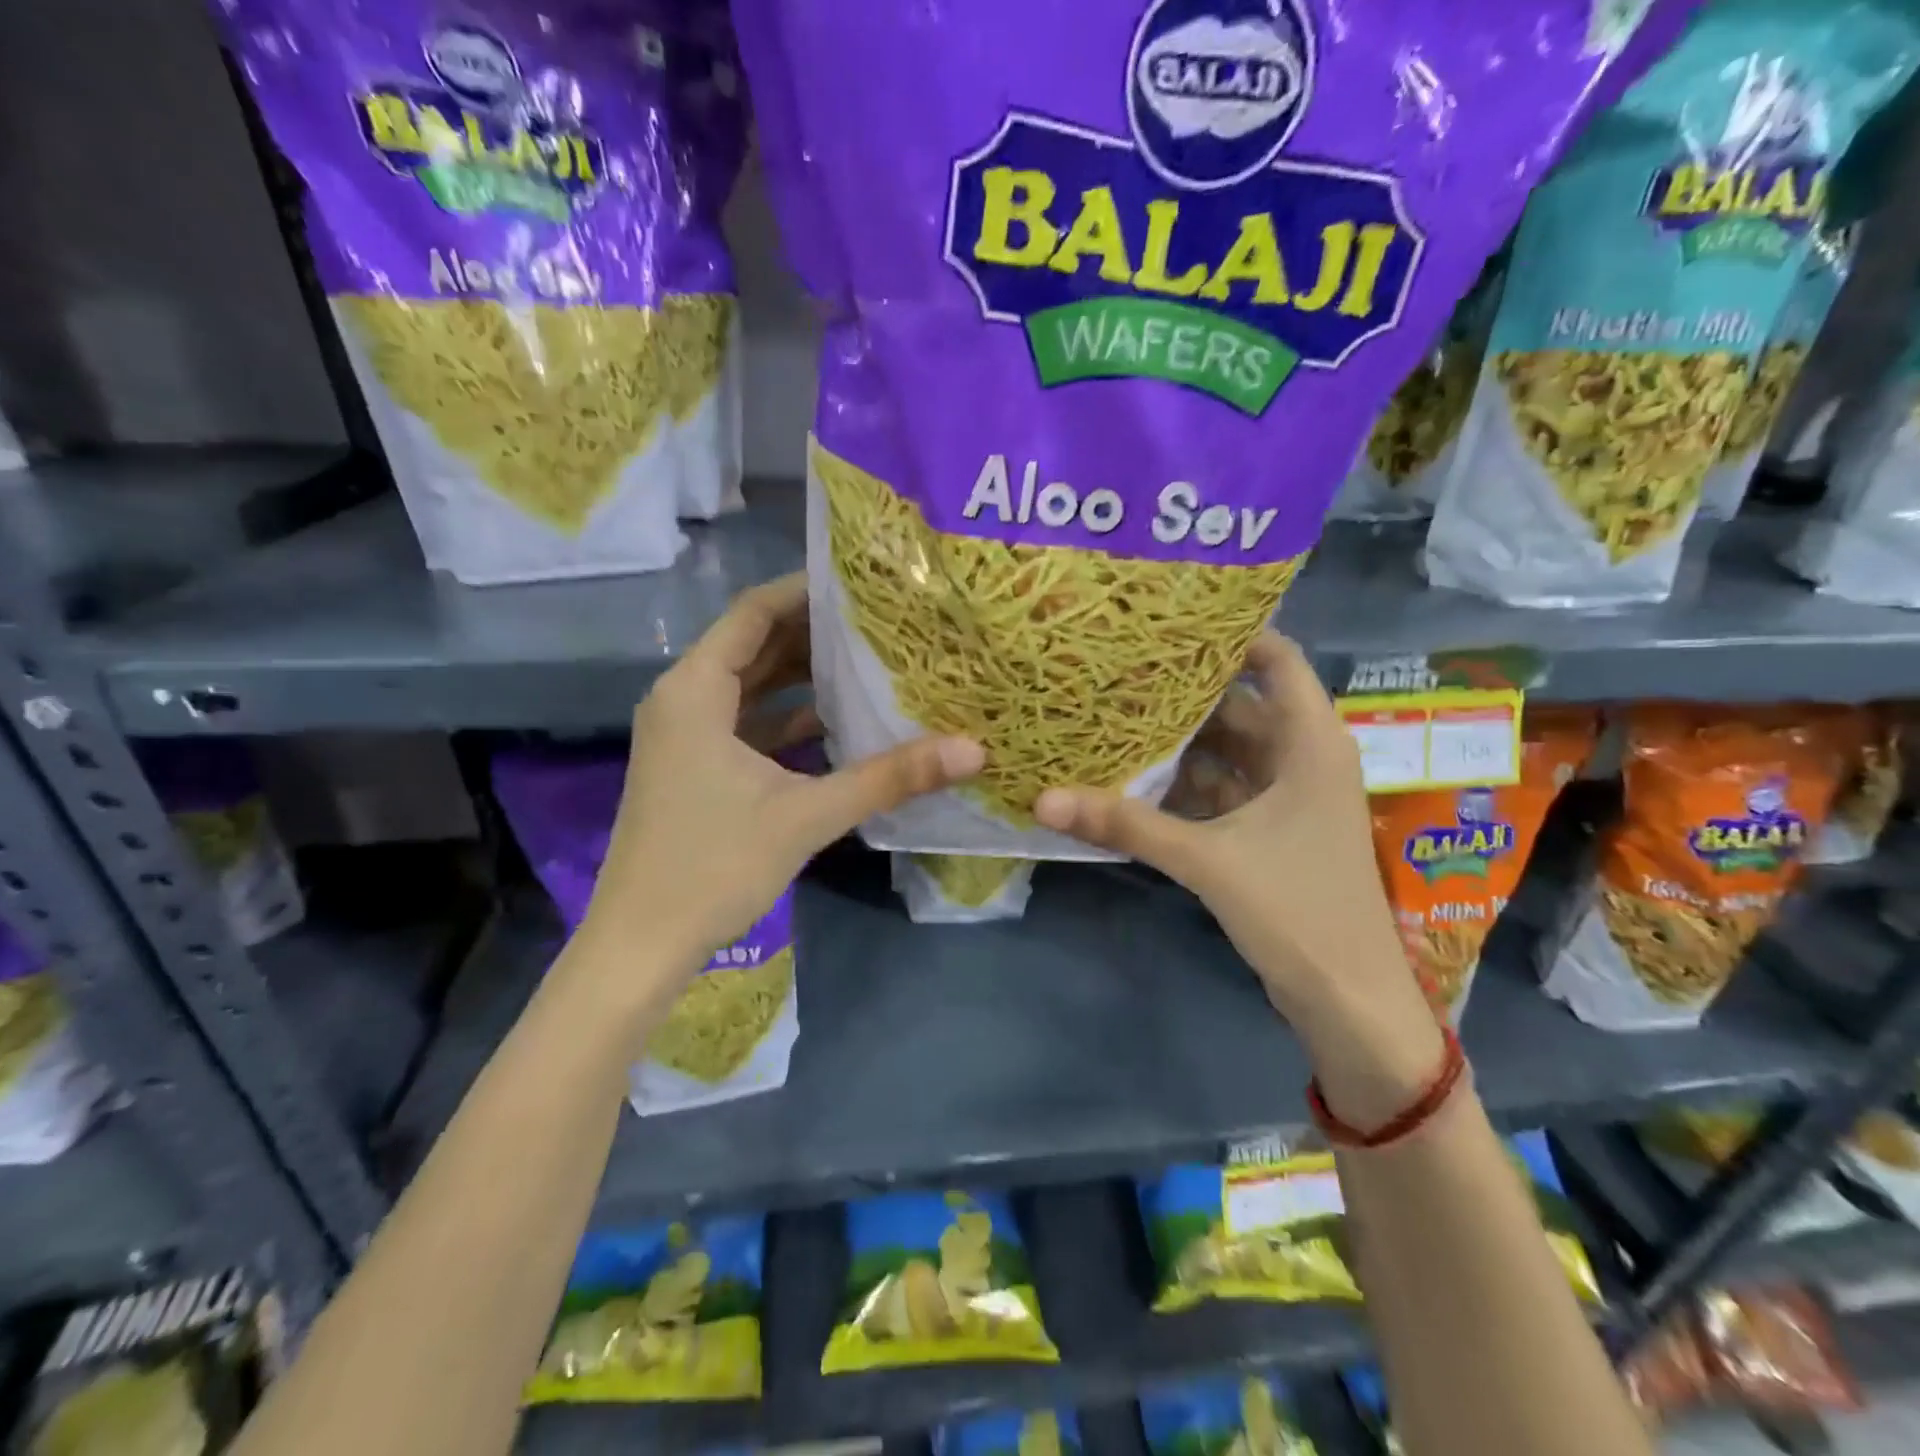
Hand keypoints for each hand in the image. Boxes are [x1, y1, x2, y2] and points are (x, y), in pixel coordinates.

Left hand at [581, 574, 983, 979]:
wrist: (641, 944)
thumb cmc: (714, 866)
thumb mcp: (808, 816)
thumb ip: (889, 778)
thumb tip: (971, 750)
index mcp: (695, 691)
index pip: (755, 612)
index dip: (807, 591)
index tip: (863, 582)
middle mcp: (684, 700)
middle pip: (754, 645)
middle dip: (814, 632)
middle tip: (881, 620)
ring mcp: (686, 736)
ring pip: (751, 686)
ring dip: (802, 676)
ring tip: (869, 661)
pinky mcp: (694, 768)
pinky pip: (746, 723)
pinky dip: (787, 718)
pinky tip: (838, 723)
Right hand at [1035, 631, 1444, 1123]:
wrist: (1347, 999)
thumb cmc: (1296, 909)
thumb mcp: (1206, 859)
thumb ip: (1125, 824)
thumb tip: (1043, 800)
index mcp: (1310, 741)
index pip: (1276, 658)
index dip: (1229, 633)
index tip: (1167, 620)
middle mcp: (1302, 757)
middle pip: (1240, 704)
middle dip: (1184, 690)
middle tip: (1119, 667)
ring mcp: (1286, 797)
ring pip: (1227, 750)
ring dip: (1179, 741)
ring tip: (1115, 713)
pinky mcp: (1269, 832)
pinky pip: (1221, 790)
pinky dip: (1183, 784)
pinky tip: (1134, 777)